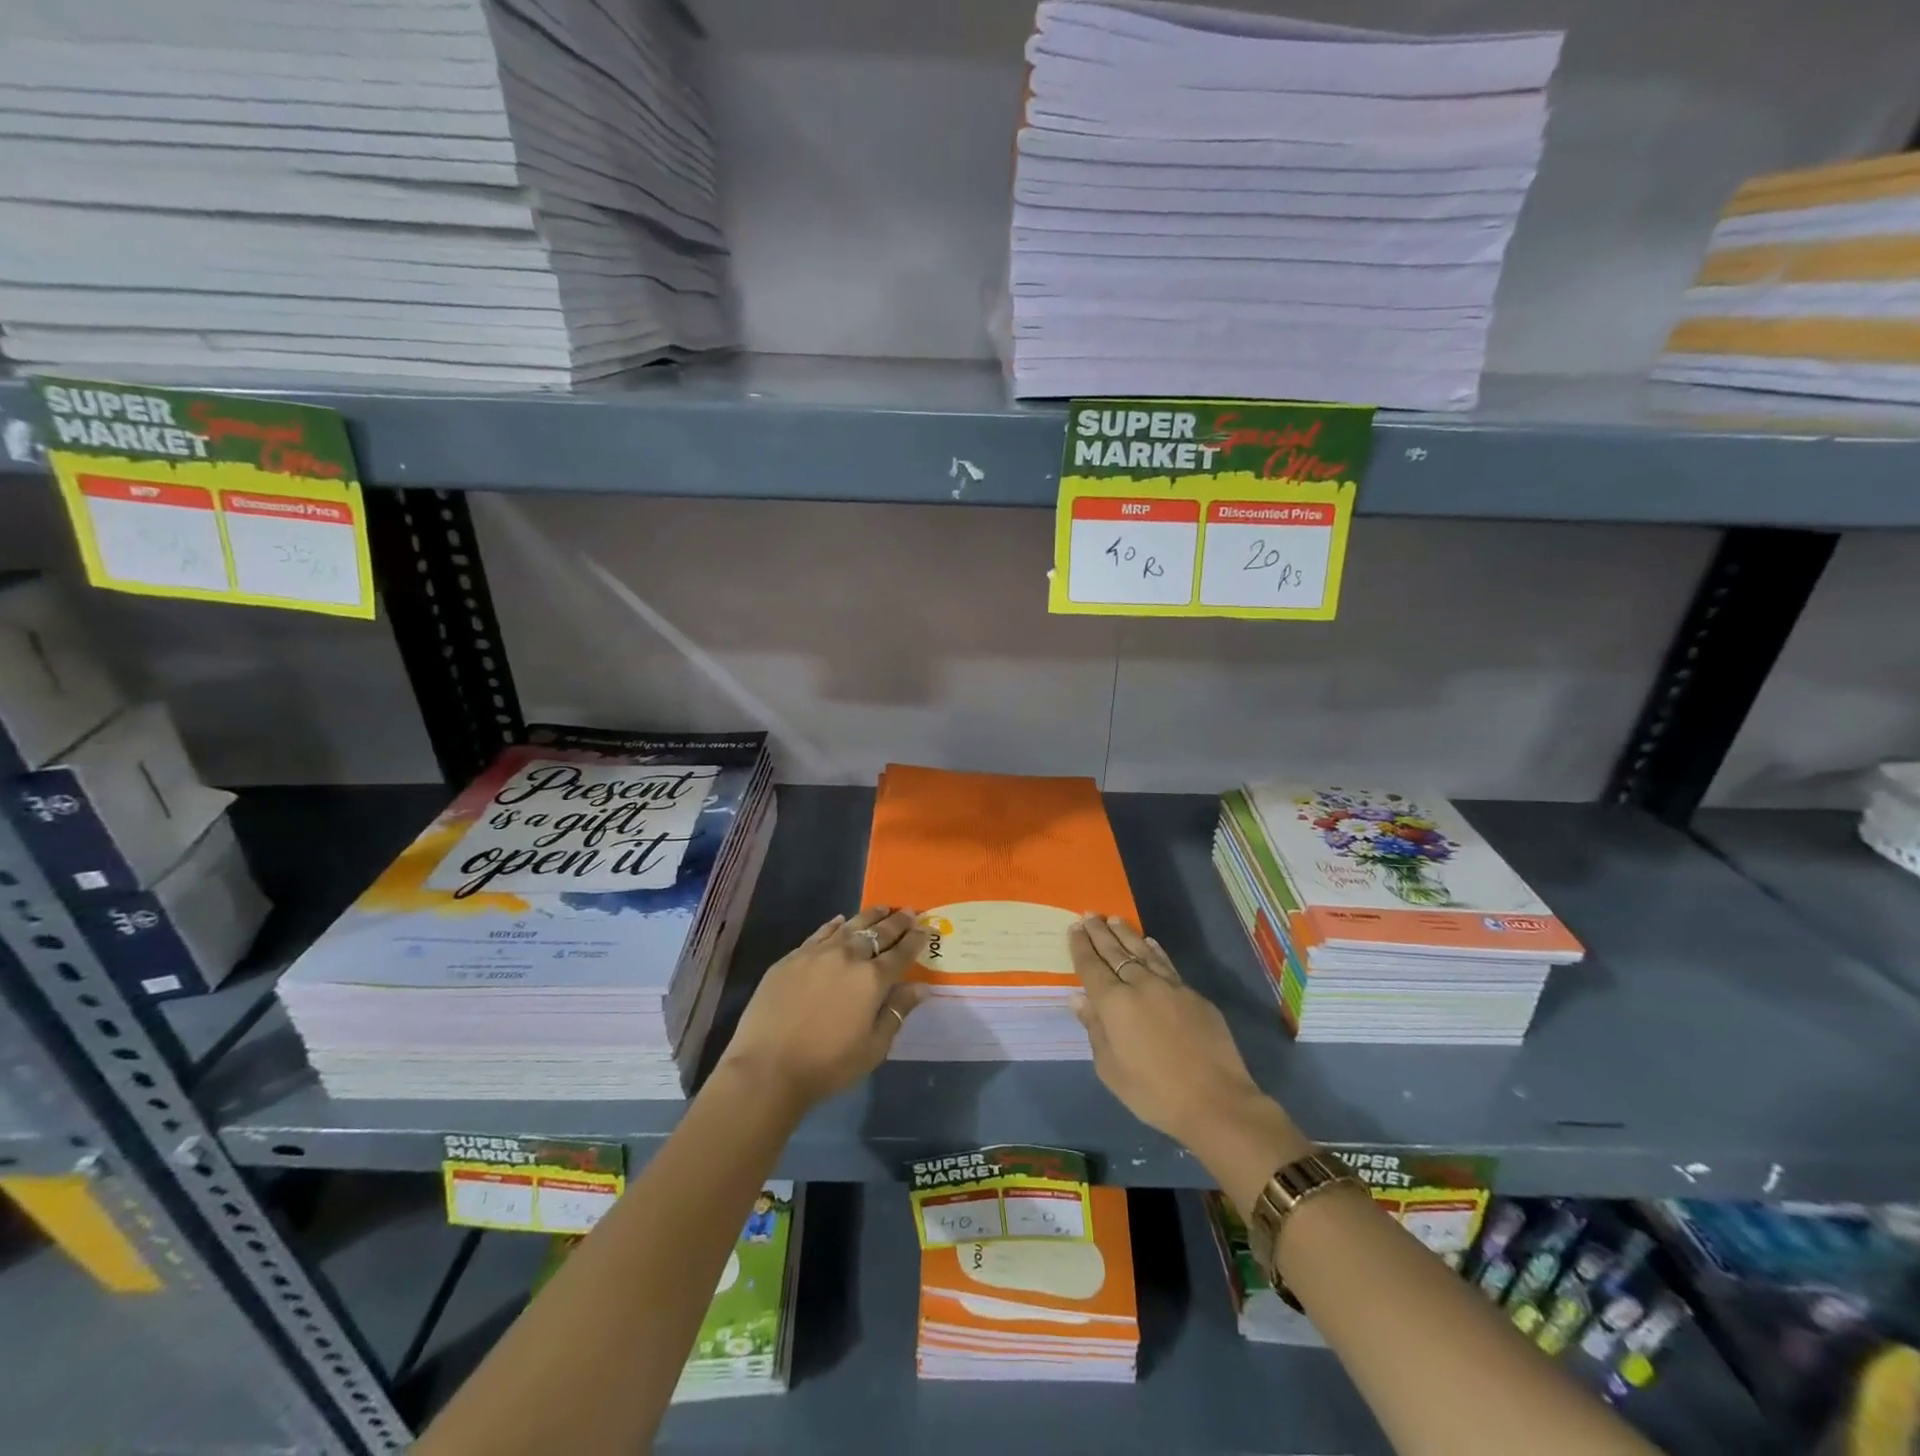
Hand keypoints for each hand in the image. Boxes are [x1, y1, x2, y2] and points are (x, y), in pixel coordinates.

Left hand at [718, 906, 929, 1111]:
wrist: (767, 1068)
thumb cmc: (827, 1065)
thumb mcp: (873, 1047)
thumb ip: (897, 1012)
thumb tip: (920, 987)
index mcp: (872, 979)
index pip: (900, 953)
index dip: (915, 940)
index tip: (925, 928)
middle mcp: (847, 957)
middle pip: (877, 933)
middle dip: (896, 922)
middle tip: (909, 911)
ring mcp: (816, 954)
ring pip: (849, 926)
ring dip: (869, 916)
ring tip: (882, 908)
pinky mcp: (791, 958)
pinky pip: (819, 933)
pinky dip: (834, 925)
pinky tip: (840, 920)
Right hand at [1069, 915, 1308, 1212]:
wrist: (1215, 1101)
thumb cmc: (1153, 1092)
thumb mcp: (1110, 1069)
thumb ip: (1095, 1029)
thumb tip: (1080, 998)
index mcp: (1114, 1003)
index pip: (1091, 966)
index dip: (1081, 946)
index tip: (1074, 927)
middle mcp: (1140, 985)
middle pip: (1115, 951)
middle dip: (1099, 932)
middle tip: (1089, 915)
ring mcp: (1170, 986)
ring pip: (1143, 951)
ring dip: (1126, 934)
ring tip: (1114, 920)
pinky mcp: (1193, 995)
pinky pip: (1166, 964)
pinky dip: (1154, 951)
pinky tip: (1150, 943)